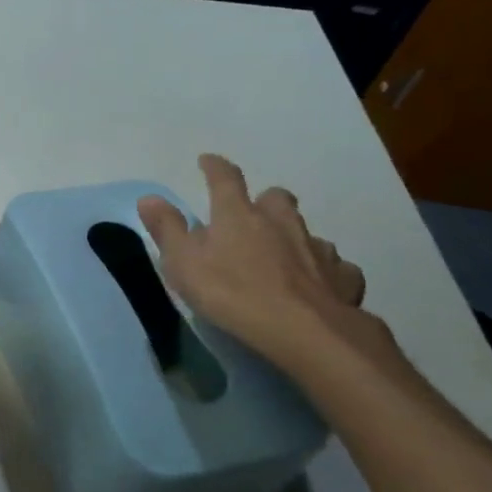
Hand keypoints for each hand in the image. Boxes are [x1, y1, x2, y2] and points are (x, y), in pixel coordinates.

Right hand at [138, 154, 370, 368]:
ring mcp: (317, 248)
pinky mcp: (342, 277)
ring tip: (283, 254)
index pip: (225, 179)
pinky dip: (324, 270)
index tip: (207, 161)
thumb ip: (167, 229)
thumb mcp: (182, 263)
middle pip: (276, 198)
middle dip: (264, 201)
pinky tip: (318, 284)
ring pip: (306, 231)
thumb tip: (149, 198)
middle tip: (253, 214)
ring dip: (293, 235)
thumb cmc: (231, 293)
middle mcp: (280, 222)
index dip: (215, 167)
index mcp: (238, 215)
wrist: (303, 330)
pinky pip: (334, 266)